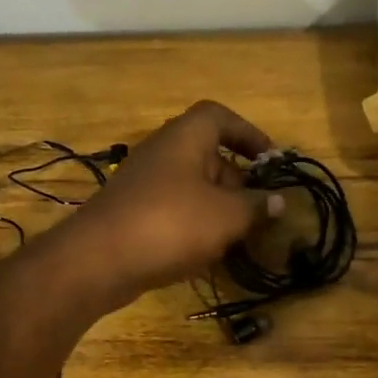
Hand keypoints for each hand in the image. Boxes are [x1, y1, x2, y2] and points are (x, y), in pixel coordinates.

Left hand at [53, 101, 284, 311]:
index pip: (220, 117)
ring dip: (217, 208)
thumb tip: (279, 201)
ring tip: (235, 238)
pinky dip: (192, 226)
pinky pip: (173, 211)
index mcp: (186, 138)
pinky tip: (203, 254)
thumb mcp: (226, 216)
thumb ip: (256, 207)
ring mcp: (144, 184)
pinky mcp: (132, 213)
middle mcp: (162, 152)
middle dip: (237, 182)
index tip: (270, 160)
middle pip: (208, 156)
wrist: (98, 260)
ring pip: (191, 188)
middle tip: (257, 211)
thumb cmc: (170, 225)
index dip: (249, 134)